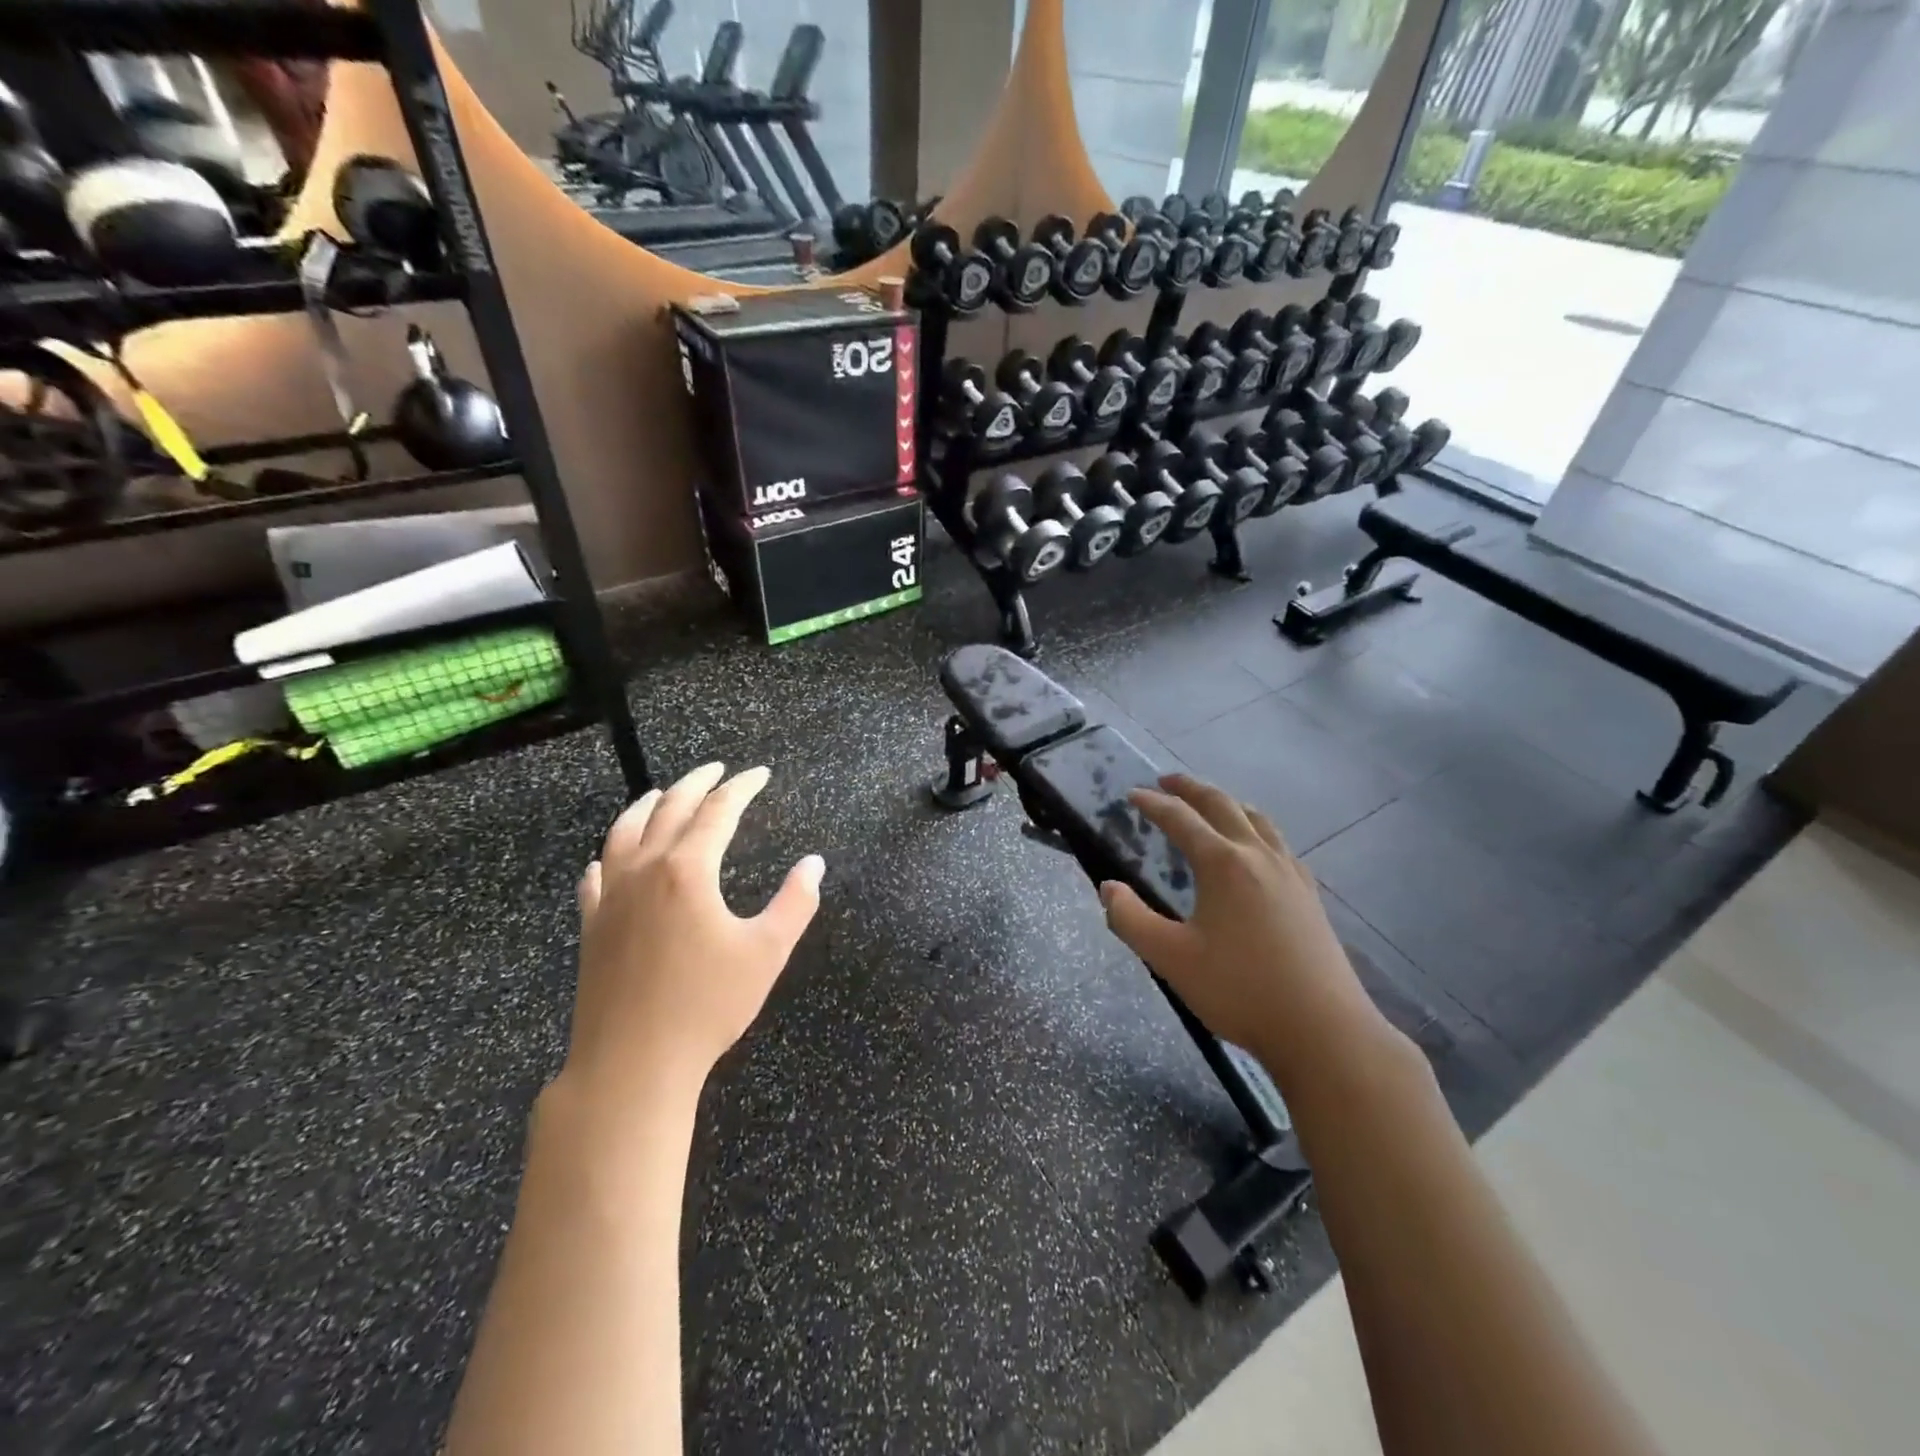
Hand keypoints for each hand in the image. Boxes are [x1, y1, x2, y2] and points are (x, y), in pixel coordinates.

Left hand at [563, 762, 823, 1100]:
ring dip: (646, 806)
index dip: (742, 788)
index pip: (718, 811)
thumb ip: (795, 902)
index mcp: (688, 870)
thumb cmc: (707, 1005)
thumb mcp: (767, 952)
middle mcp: (645, 870)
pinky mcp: (591, 926)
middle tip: (717, 769)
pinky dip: (608, 856)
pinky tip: (608, 858)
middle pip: (669, 809)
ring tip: (661, 793)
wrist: (632, 1063)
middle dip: (697, 783)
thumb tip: (814, 864)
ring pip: (624, 833)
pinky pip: (596, 876)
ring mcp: (611, 897)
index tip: (760, 774)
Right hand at [1098, 774, 1400, 1095]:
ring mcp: (1290, 872)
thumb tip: (1108, 888)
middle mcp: (1258, 856)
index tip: (1132, 794)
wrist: (1323, 1030)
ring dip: (1228, 803)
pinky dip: (1256, 829)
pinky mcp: (1309, 894)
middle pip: (1222, 805)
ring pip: (1257, 820)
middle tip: (1166, 781)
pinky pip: (1278, 843)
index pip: (1181, 819)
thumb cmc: (1240, 991)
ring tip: (1211, 805)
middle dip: (1191, 788)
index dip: (1153, 804)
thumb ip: (1130, 919)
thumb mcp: (1170, 958)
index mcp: (1223, 863)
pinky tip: (1256, 849)